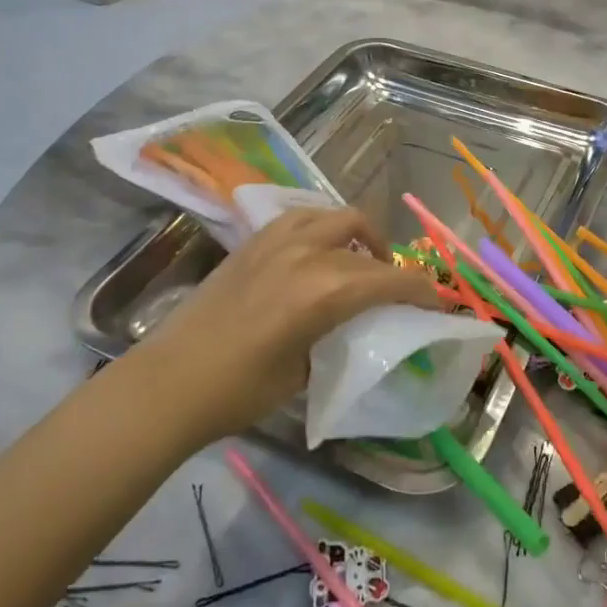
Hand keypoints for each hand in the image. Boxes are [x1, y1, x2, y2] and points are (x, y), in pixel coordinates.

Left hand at [135, 206, 442, 449]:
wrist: (170, 382)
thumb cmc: (239, 391)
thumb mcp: (304, 372)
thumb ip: (338, 335)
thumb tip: (355, 325)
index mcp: (324, 291)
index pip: (391, 279)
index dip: (422, 289)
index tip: (436, 302)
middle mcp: (306, 253)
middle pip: (367, 240)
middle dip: (392, 262)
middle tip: (395, 289)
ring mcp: (277, 240)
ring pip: (336, 215)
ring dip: (358, 234)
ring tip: (359, 260)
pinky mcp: (254, 240)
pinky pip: (302, 218)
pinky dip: (323, 228)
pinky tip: (318, 252)